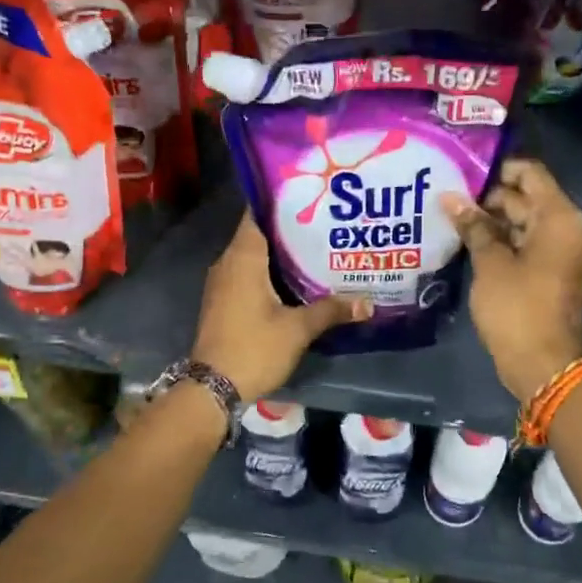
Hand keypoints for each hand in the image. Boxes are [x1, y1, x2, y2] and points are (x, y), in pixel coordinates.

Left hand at [192, 215, 370, 402]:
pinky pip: (250, 273)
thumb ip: (331, 310)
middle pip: (260, 233)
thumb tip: (368, 302)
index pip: (258, 213)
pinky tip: (299, 278)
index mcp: (243, 258)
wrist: (213, 389)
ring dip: (283, 251)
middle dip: (291, 227)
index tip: (310, 193)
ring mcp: (224, 283)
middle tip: (326, 220)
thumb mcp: (298, 329)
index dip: (282, 201)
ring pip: (255, 255)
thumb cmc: (254, 348)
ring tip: (319, 245)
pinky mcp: (225, 300)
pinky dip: (272, 271)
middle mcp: (229, 263)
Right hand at [443, 158, 581, 402]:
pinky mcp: (543, 272)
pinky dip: (496, 241)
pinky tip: (463, 240)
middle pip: (523, 197)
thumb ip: (473, 226)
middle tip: (445, 193)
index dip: (497, 168)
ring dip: (488, 220)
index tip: (462, 171)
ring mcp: (554, 252)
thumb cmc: (518, 308)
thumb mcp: (491, 263)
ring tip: (447, 214)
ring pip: (519, 222)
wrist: (542, 364)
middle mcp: (562, 228)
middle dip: (486, 196)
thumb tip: (451, 197)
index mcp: (558, 218)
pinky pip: (520, 244)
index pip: (530, 173)